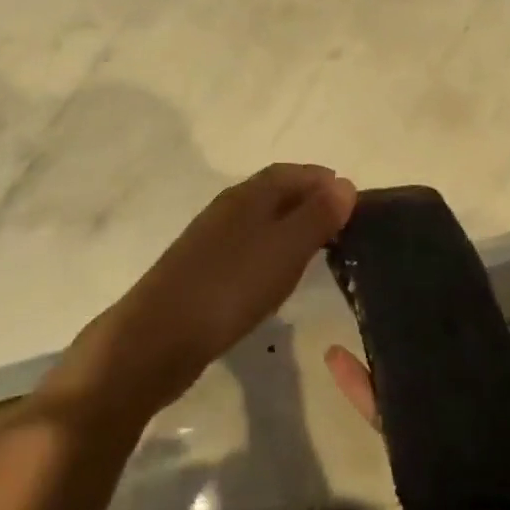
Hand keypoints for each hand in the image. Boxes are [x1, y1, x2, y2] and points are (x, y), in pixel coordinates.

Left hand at [50, 164, 357, 422]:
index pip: (291, 172)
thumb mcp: (284, 250)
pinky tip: (277, 276)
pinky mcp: (202, 270)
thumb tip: (346, 183)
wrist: (157, 337)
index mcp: (248, 195)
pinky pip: (247, 247)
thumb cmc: (229, 287)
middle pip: (275, 192)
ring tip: (318, 249)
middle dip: (308, 201)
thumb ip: (317, 216)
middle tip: (342, 225)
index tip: (352, 197)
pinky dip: (271, 250)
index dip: (321, 180)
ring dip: (289, 226)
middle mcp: (229, 207)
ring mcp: (212, 239)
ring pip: (260, 220)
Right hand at [325, 271, 509, 509]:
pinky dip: (363, 395)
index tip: (426, 259)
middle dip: (410, 315)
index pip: (476, 329)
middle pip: (435, 351)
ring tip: (354, 300)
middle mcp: (474, 398)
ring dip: (379, 346)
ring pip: (407, 382)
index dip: (454, 295)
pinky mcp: (428, 464)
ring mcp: (448, 431)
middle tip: (380, 271)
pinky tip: (338, 360)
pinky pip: (392, 428)